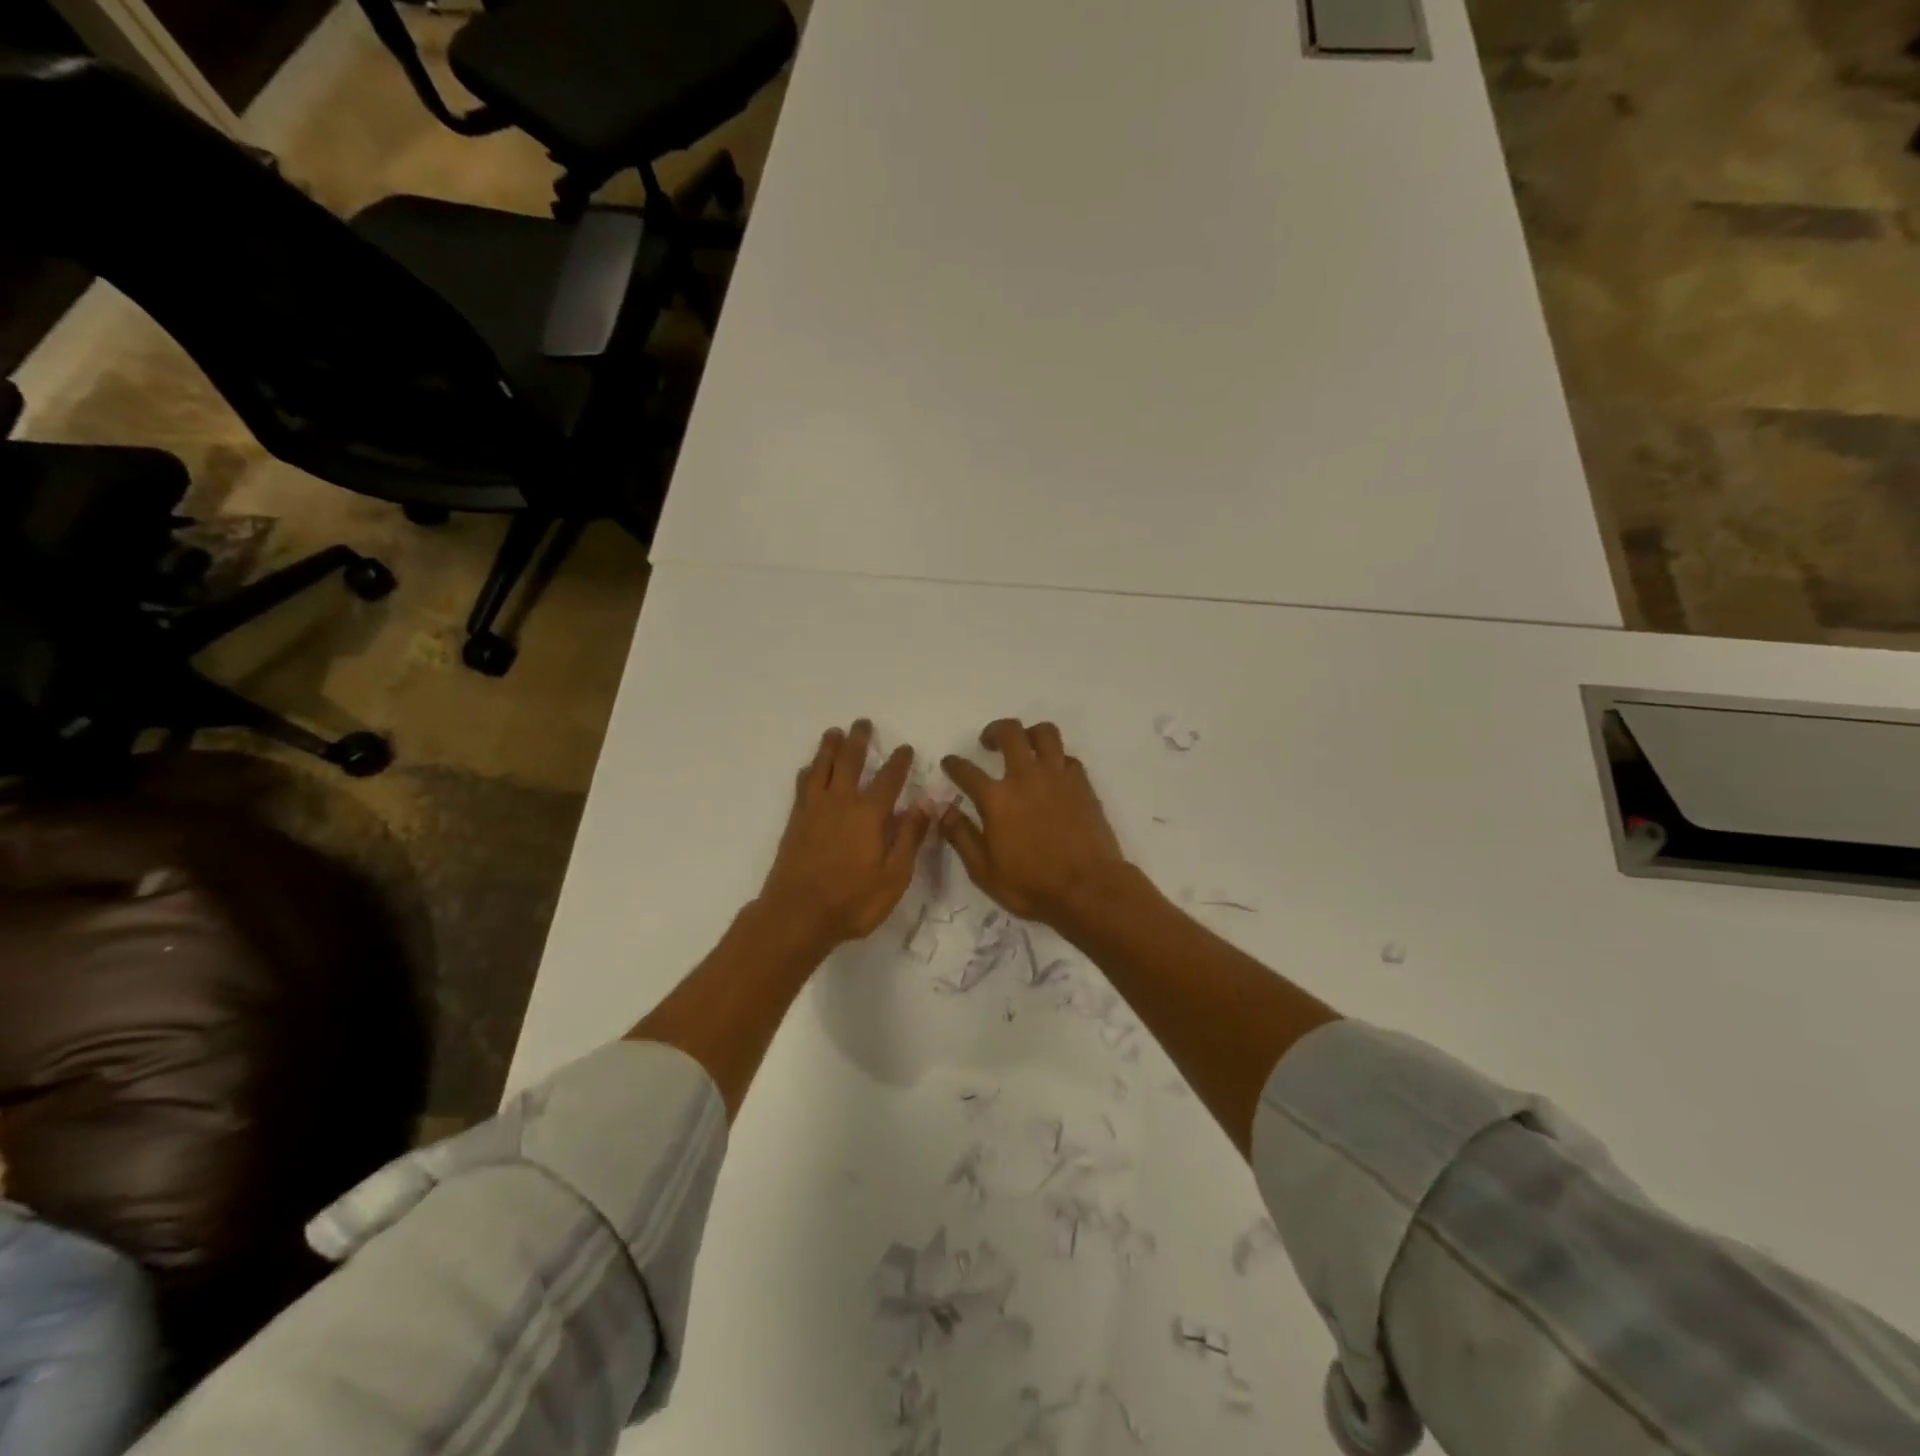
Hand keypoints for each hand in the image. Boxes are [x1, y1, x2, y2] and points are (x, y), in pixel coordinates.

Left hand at [758, 720, 932, 947]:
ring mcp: (814, 810)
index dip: (899, 762)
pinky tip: (809, 769)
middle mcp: (840, 803)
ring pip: (822, 767)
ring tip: (834, 733)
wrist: (796, 915)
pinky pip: (803, 786)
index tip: (905, 748)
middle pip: (849, 762)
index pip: (889, 779)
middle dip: (858, 741)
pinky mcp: (796, 822)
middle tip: (862, 723)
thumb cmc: (852, 901)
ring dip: (829, 748)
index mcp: (869, 814)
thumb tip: (925, 802)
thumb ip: (909, 837)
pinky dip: (809, 772)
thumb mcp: (894, 876)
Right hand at [941, 719, 1127, 927]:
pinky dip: (1056, 759)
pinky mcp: (1082, 784)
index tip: (950, 763)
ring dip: (1030, 733)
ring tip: (1024, 746)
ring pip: (1045, 733)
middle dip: (994, 731)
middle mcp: (1026, 777)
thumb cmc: (1031, 885)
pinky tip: (1052, 773)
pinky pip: (1067, 757)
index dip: (954, 764)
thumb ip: (960, 835)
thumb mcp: (983, 870)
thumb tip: (942, 810)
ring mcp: (1058, 777)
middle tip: (988, 742)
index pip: (966, 770)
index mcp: (996, 798)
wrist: (1088, 888)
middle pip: (1009, 732)